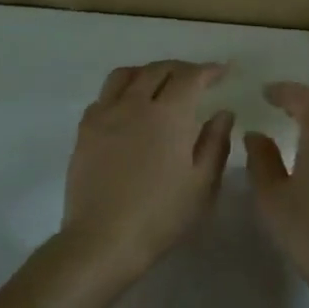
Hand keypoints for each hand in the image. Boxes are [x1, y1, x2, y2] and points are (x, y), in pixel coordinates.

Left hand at [61, 60, 235, 274]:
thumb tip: (223, 112)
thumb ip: (216, 142)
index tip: (222, 71)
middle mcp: (134, 104)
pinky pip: (104, 96)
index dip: (209, 70)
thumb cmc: (161, 215)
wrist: (103, 239)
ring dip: (147, 72)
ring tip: (158, 84)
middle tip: (195, 78)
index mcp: (168, 114)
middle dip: (180, 68)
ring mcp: (105, 114)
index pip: (190, 77)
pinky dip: (121, 92)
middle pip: (157, 70)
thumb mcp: (202, 184)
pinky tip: (128, 108)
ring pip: (125, 75)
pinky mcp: (84, 130)